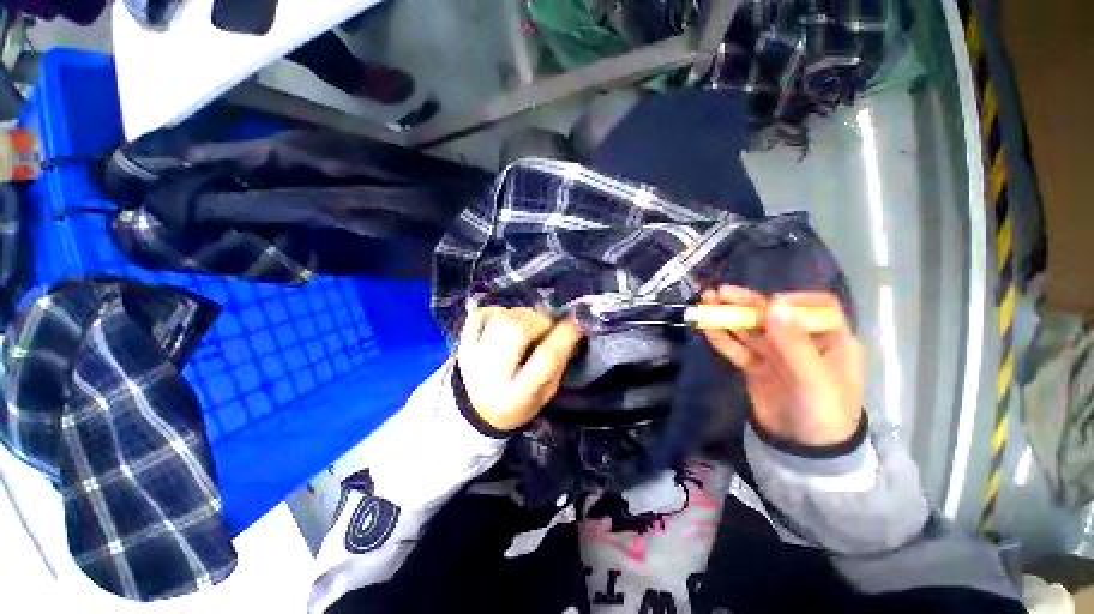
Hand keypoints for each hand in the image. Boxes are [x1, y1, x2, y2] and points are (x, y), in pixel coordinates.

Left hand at [457, 306, 583, 431]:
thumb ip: (558, 363)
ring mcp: (472, 357)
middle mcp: (491, 375)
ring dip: (522, 314)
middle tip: (547, 325)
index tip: (575, 324)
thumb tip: (570, 328)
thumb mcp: (546, 393)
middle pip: (516, 331)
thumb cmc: (519, 403)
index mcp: (518, 395)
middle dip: (539, 320)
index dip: (564, 335)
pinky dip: (498, 311)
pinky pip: (480, 315)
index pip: (545, 357)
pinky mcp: (462, 344)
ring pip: (500, 319)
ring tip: (529, 324)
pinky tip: (507, 322)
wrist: (477, 410)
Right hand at [700, 286, 864, 446]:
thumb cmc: (823, 415)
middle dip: (746, 303)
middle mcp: (802, 342)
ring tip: (706, 303)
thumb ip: (795, 344)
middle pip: (774, 315)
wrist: (803, 451)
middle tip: (718, 293)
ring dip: (729, 316)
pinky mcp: (756, 366)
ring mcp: (775, 354)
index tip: (769, 304)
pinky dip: (723, 339)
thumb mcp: (814, 381)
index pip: (816, 307)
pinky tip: (707, 329)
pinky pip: (738, 348)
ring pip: (751, 330)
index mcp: (831, 341)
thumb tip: (774, 303)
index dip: (793, 299)